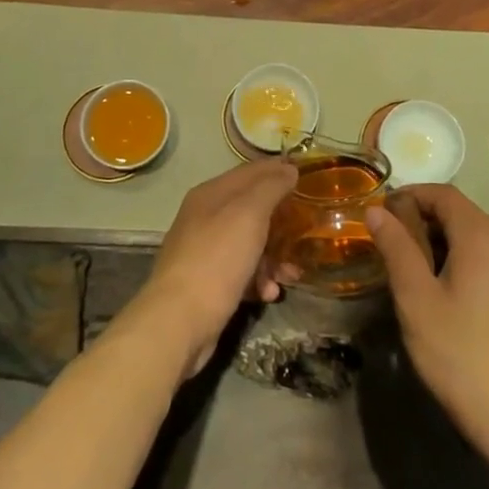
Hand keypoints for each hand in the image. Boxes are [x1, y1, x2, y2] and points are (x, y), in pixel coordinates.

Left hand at [134, 159, 296, 378]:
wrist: (180, 320)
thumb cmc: (217, 258)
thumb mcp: (249, 214)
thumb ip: (270, 187)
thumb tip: (288, 168)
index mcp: (211, 194)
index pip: (251, 171)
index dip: (279, 170)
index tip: (308, 178)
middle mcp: (205, 217)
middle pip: (252, 209)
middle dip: (281, 221)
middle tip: (307, 231)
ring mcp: (205, 251)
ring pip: (250, 244)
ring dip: (274, 257)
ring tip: (291, 274)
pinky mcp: (208, 282)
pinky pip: (241, 272)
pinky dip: (258, 280)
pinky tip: (269, 293)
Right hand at [366, 185, 488, 469]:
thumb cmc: (463, 357)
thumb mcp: (417, 301)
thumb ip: (396, 248)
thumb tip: (376, 210)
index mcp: (483, 235)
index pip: (443, 193)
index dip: (408, 195)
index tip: (379, 214)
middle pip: (460, 213)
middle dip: (421, 220)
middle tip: (388, 247)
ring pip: (475, 237)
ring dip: (440, 242)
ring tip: (410, 273)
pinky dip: (461, 261)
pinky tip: (444, 295)